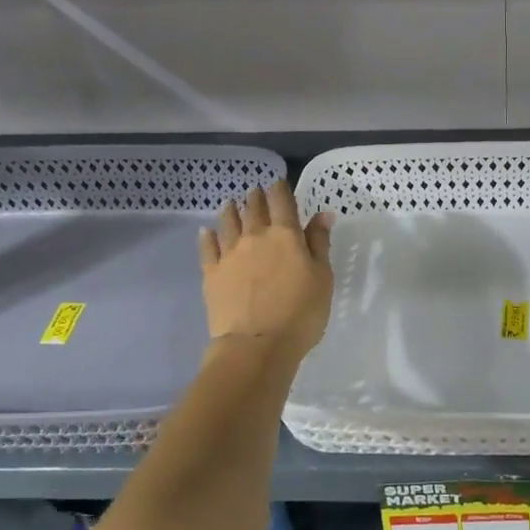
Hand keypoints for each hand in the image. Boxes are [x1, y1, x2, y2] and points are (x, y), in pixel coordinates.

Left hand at [198, 179, 334, 359]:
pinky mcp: (211, 273)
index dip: (281, 189)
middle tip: (256, 192)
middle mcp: (255, 236)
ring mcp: (229, 254)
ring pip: (228, 222)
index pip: (282, 201)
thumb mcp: (322, 278)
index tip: (279, 184)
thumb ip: (319, 244)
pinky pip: (207, 247)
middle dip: (256, 197)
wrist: (256, 345)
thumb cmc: (300, 313)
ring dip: (231, 210)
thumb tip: (322, 214)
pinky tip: (206, 231)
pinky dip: (208, 236)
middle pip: (253, 208)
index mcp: (286, 235)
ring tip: (231, 204)